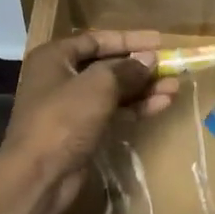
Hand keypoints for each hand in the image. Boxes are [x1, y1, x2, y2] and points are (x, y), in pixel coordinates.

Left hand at [0, 30, 176, 213]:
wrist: (40, 174)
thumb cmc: (64, 119)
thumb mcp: (98, 86)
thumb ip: (126, 70)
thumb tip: (148, 60)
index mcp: (55, 57)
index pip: (96, 40)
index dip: (129, 39)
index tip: (159, 41)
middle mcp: (60, 78)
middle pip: (106, 66)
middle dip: (139, 68)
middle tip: (171, 68)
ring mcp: (70, 107)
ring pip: (112, 92)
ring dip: (142, 90)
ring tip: (174, 88)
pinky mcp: (81, 131)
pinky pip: (111, 112)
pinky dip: (134, 109)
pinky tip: (161, 106)